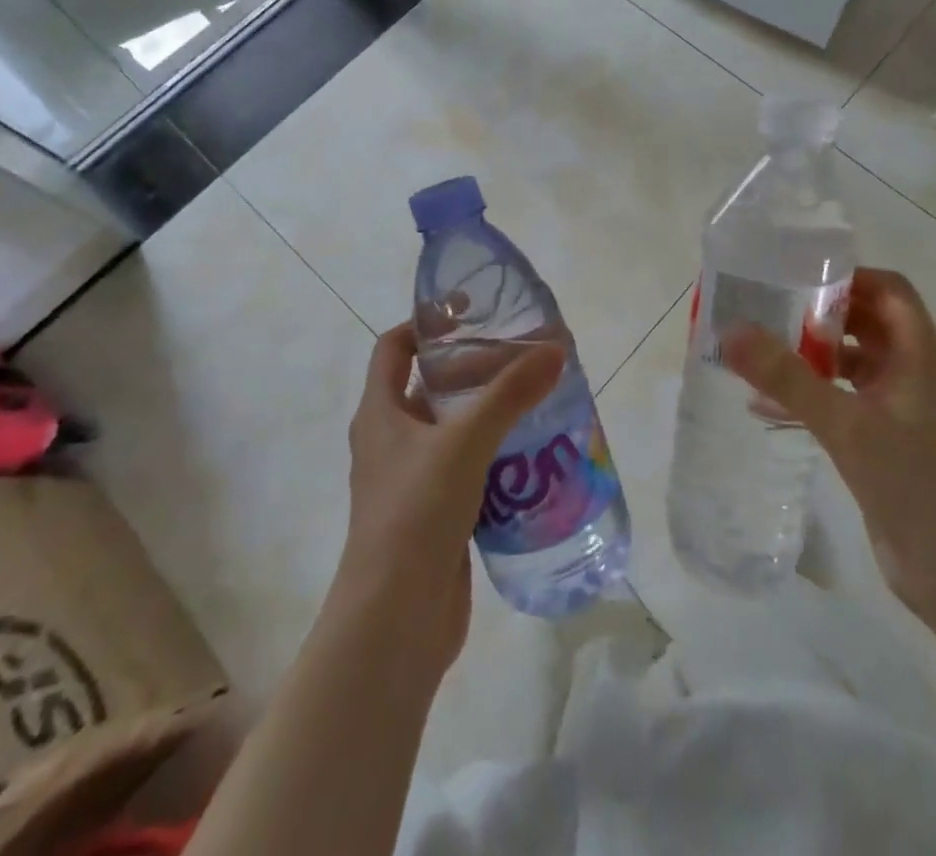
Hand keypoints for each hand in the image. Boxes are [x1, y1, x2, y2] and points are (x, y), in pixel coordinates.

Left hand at [332, 323, 562, 674]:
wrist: (395, 622)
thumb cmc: (416, 513)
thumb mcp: (465, 442)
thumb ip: (511, 394)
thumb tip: (555, 349)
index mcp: (380, 413)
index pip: (393, 348)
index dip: (425, 324)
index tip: (470, 313)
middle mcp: (390, 440)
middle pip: (430, 386)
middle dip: (473, 369)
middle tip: (522, 357)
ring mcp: (411, 480)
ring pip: (452, 429)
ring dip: (489, 413)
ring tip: (538, 398)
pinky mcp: (435, 514)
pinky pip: (466, 468)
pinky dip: (495, 455)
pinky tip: (534, 455)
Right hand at [721, 267, 935, 617]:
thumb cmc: (914, 482)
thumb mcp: (845, 423)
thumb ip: (787, 377)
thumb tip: (732, 331)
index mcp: (921, 353)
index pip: (888, 289)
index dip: (848, 276)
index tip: (797, 277)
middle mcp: (916, 370)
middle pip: (868, 321)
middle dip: (820, 313)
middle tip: (767, 309)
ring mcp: (904, 407)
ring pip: (855, 362)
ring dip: (814, 354)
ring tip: (761, 351)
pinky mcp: (890, 438)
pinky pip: (848, 399)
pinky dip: (815, 394)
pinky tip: (768, 407)